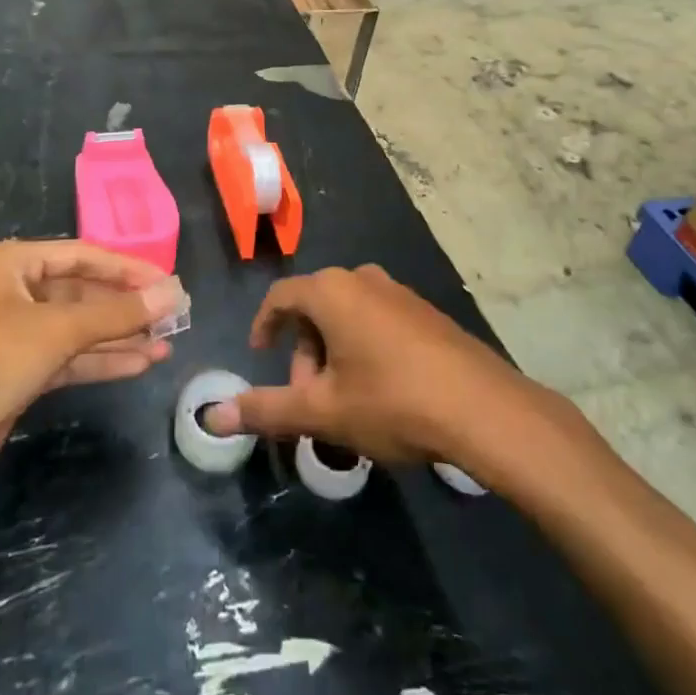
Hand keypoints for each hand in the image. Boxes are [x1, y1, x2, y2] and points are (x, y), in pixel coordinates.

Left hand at [0, 239, 184, 499]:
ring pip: (78, 330)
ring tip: (167, 342)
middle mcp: (12, 293)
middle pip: (82, 292)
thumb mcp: (55, 330)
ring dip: (119, 337)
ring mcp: (14, 336)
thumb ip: (116, 314)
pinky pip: (68, 359)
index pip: (83, 256)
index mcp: (12, 264)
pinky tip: (140, 363)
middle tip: (174, 316)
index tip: (170, 282)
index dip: (128, 268)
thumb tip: (172, 293)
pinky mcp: (16, 376)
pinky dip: (101, 361)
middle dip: (125, 306)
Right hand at [203, 264, 532, 465]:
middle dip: (303, 353)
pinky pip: (377, 320)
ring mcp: (398, 292)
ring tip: (343, 403)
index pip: (280, 296)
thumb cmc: (392, 401)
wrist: (483, 408)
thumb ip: (266, 410)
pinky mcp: (425, 311)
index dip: (263, 325)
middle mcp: (363, 278)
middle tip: (308, 399)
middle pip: (315, 308)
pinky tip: (380, 392)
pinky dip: (363, 348)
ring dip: (333, 354)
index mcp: (332, 291)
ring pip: (347, 316)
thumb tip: (212, 416)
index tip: (258, 355)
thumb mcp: (323, 411)